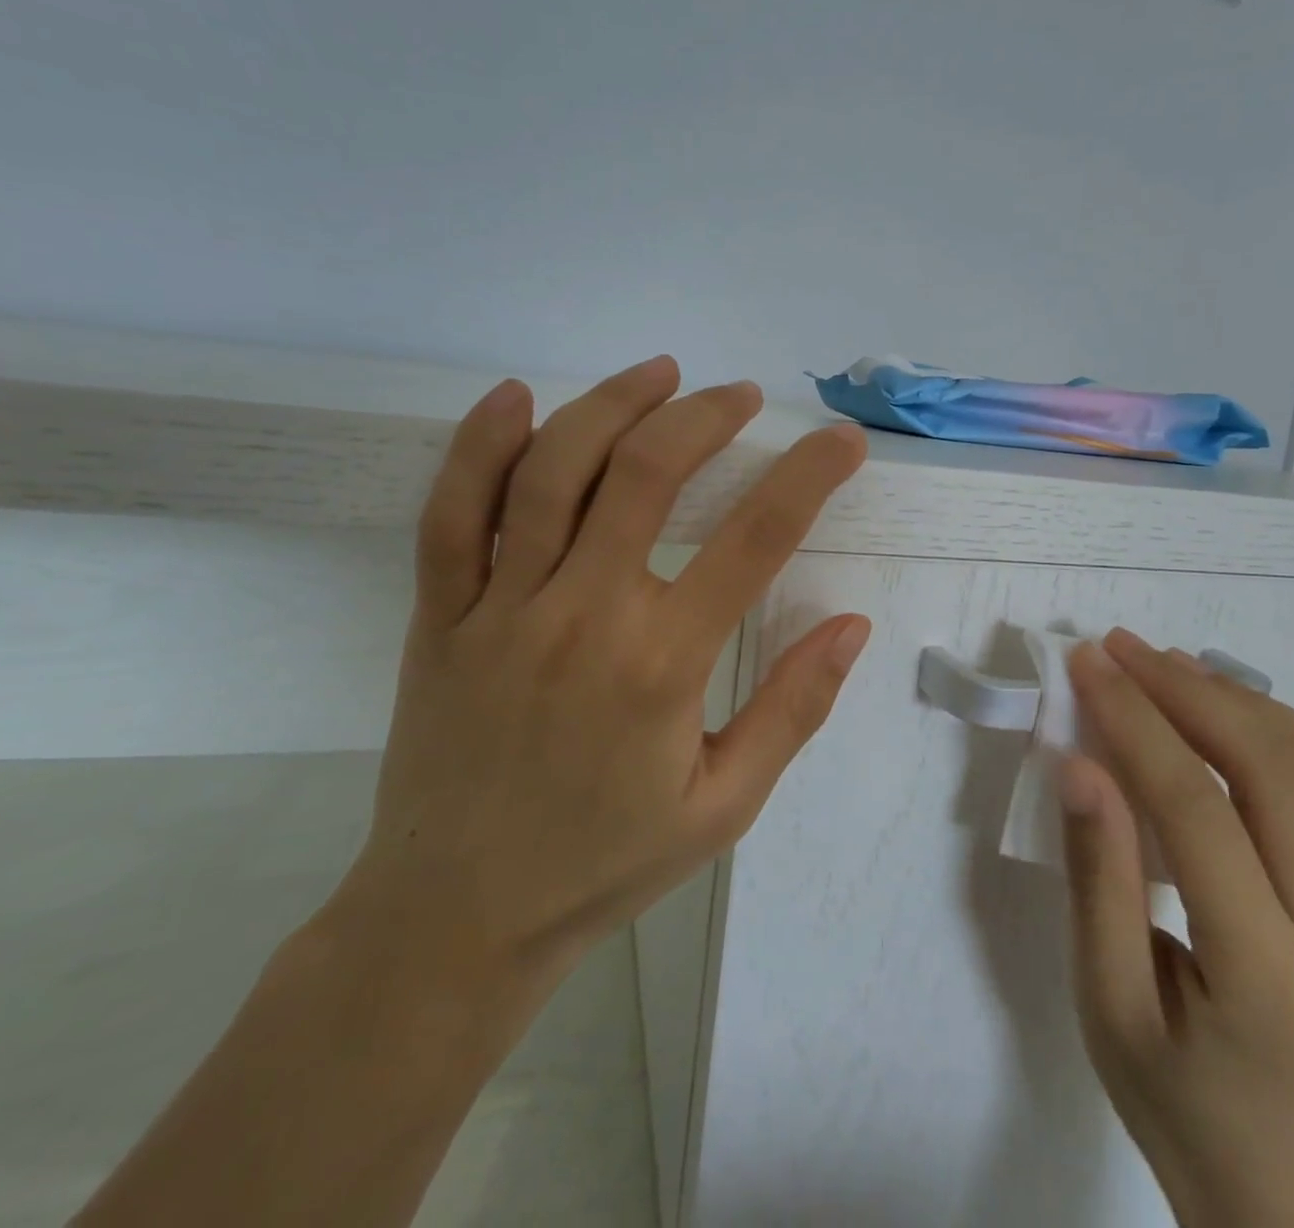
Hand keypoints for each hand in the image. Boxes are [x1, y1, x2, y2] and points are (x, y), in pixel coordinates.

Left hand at [331, 356, 872, 1035]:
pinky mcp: (442, 616)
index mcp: (661, 666)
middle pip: (645, 475)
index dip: (807, 476)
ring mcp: (502, 609)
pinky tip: (516, 397)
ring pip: (552, 473)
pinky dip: (480, 446)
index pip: (754, 540)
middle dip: (705, 417)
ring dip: (611, 406)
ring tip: (660, 373)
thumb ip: (792, 711)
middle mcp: (583, 617)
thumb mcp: (723, 807)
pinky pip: (452, 514)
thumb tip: (851, 626)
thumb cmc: (603, 864)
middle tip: (742, 395)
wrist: (456, 919)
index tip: (841, 440)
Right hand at [1055, 629, 1293, 1227]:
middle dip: (1190, 693)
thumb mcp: (1104, 999)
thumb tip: (1081, 764)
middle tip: (1122, 649)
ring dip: (1251, 705)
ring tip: (1177, 671)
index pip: (1198, 813)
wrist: (1272, 1179)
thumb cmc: (1169, 1094)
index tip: (1087, 665)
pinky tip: (1249, 730)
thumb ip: (1096, 878)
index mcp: (1265, 979)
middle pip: (1278, 777)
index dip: (1136, 724)